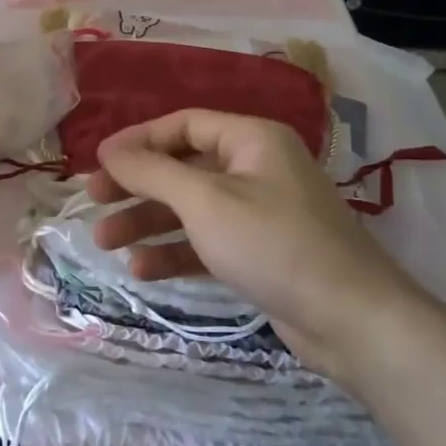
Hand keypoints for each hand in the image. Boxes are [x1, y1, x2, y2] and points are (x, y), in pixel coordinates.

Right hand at [87, 110, 425, 382]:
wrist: (352, 321)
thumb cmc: (273, 243)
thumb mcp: (204, 200)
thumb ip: (151, 171)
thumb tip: (108, 149)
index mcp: (251, 139)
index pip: (182, 125)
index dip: (137, 140)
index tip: (98, 162)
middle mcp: (255, 168)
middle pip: (182, 166)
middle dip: (136, 186)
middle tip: (94, 201)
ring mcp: (259, 212)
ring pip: (190, 208)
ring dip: (147, 223)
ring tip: (105, 243)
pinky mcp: (260, 252)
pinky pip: (207, 241)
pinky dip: (175, 251)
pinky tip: (142, 269)